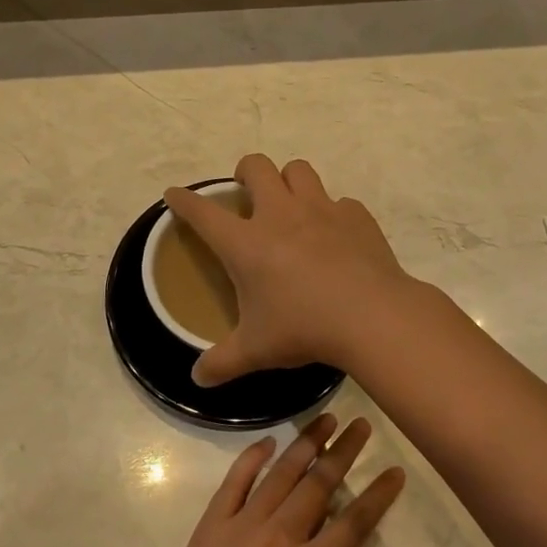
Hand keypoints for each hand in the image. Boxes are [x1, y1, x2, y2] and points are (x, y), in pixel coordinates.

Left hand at [136, 413, 404, 546]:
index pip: (353, 523)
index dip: (377, 495)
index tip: (395, 471)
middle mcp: (280, 536)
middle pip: (319, 485)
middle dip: (345, 452)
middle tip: (363, 425)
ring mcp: (243, 525)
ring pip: (281, 474)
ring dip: (306, 444)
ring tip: (326, 418)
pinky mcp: (212, 525)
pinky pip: (234, 481)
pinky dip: (251, 457)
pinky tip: (267, 441)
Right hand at [165, 154, 416, 386]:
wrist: (371, 316)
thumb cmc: (304, 329)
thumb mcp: (255, 350)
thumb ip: (222, 363)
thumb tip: (197, 379)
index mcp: (246, 243)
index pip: (203, 212)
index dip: (184, 200)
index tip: (174, 195)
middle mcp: (280, 214)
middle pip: (256, 167)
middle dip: (245, 172)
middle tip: (247, 192)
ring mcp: (321, 209)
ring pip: (299, 170)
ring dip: (290, 180)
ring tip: (291, 203)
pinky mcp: (356, 216)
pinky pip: (340, 202)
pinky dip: (334, 213)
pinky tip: (337, 236)